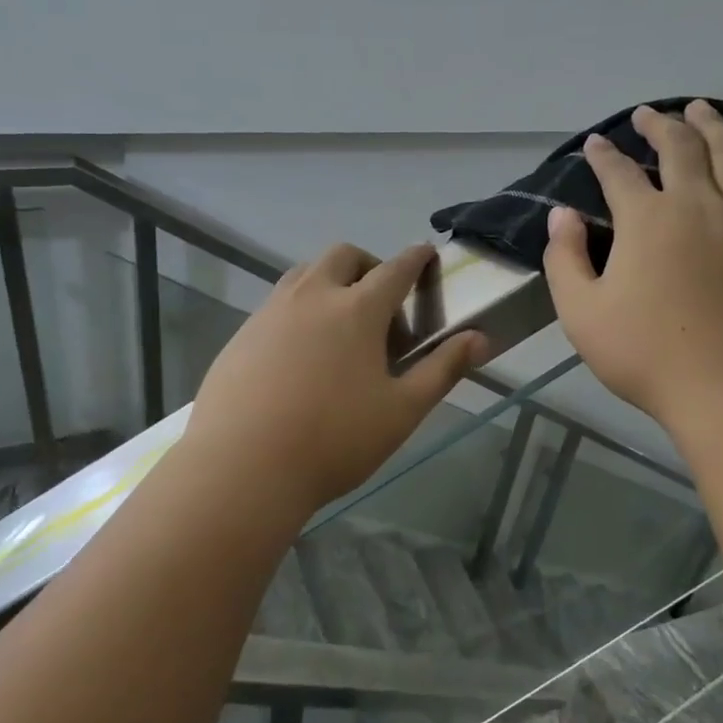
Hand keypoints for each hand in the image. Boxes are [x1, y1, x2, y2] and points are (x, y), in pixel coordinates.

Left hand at [185, 243, 486, 512]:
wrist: (242, 467)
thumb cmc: (334, 440)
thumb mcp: (401, 410)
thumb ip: (443, 369)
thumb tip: (480, 338)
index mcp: (357, 309)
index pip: (396, 269)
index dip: (417, 259)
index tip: (427, 255)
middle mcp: (312, 296)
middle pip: (344, 256)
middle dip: (370, 266)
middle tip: (382, 307)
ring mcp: (270, 312)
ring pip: (305, 274)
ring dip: (331, 283)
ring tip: (341, 328)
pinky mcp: (242, 334)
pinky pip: (277, 303)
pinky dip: (300, 309)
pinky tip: (300, 357)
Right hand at [544, 101, 722, 432]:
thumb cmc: (648, 354)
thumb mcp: (582, 314)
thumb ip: (564, 260)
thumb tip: (560, 215)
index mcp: (645, 220)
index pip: (619, 173)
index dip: (604, 155)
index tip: (596, 143)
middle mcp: (696, 202)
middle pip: (679, 147)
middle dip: (660, 125)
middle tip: (648, 114)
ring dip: (711, 124)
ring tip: (700, 108)